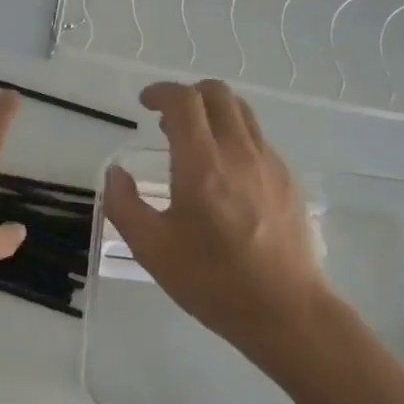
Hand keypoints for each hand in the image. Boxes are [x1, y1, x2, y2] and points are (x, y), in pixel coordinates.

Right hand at [103, 80, 334, 368]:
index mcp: (202, 164)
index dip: (161, 92)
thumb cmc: (212, 281)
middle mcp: (239, 152)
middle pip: (217, 93)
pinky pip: (257, 138)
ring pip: (241, 112)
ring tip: (194, 142)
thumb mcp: (152, 249)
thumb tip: (115, 173)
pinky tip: (223, 173)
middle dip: (187, 95)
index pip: (184, 101)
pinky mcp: (287, 179)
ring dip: (213, 112)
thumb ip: (124, 205)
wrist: (286, 310)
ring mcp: (269, 163)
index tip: (145, 104)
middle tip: (166, 122)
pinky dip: (233, 136)